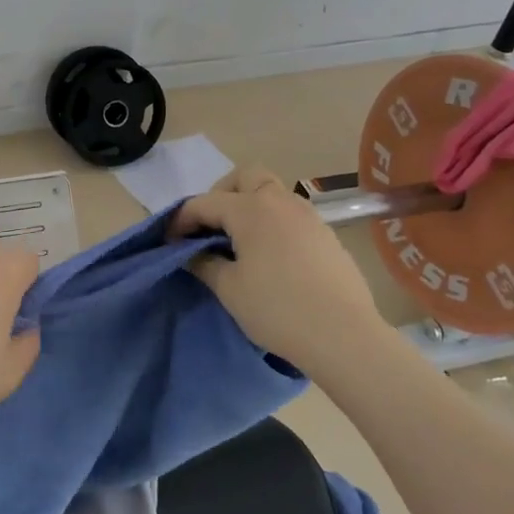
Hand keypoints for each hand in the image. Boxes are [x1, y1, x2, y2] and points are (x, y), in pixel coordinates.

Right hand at [172, 165, 385, 363]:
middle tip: (210, 227)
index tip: (168, 240)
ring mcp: (309, 216)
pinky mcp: (327, 235)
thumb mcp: (229, 289)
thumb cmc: (278, 310)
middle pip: (245, 177)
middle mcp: (280, 202)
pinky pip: (291, 215)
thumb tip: (191, 253)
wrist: (344, 336)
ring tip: (239, 243)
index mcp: (251, 209)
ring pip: (272, 193)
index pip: (205, 203)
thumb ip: (204, 263)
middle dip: (221, 194)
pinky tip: (270, 256)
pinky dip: (272, 223)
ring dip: (249, 206)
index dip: (181, 219)